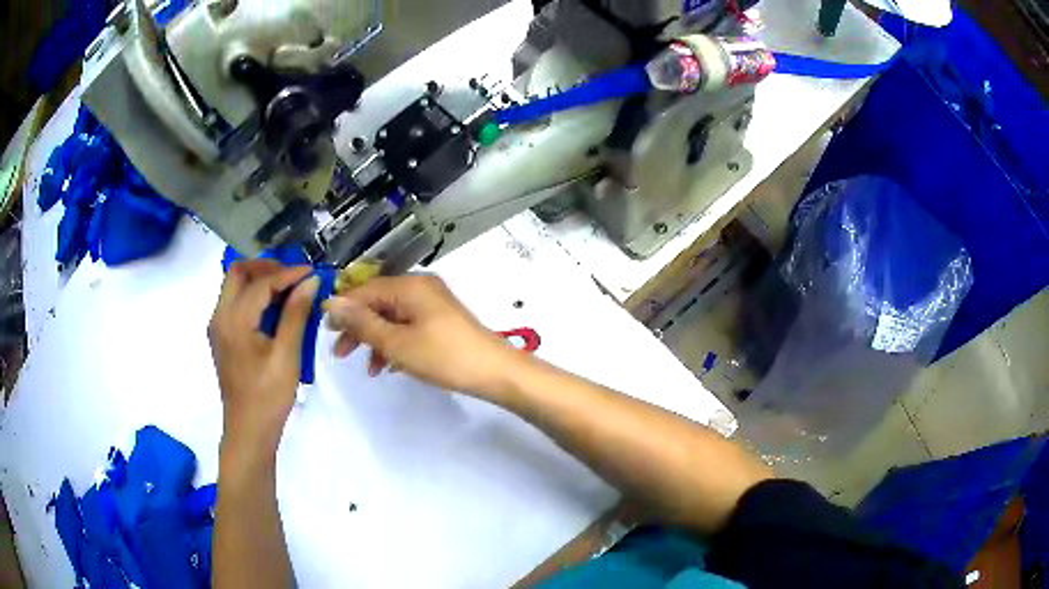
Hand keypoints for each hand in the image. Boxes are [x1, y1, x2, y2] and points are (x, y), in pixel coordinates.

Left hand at [209, 260, 319, 452]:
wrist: (249, 431)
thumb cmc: (268, 397)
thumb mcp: (287, 356)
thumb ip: (296, 314)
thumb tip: (310, 281)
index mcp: (234, 320)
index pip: (261, 283)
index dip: (288, 274)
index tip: (312, 272)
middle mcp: (220, 316)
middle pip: (238, 273)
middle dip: (266, 267)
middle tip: (293, 275)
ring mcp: (218, 326)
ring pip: (234, 285)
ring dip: (259, 279)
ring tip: (287, 289)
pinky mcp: (222, 337)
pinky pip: (234, 302)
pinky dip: (253, 295)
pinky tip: (274, 309)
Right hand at [324, 275, 524, 398]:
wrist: (495, 372)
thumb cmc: (443, 356)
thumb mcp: (396, 343)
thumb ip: (362, 323)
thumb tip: (331, 303)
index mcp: (409, 286)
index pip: (365, 290)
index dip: (343, 309)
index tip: (326, 333)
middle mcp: (420, 288)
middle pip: (377, 302)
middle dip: (357, 328)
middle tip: (341, 353)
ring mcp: (432, 304)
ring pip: (391, 317)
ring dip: (375, 340)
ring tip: (367, 367)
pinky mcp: (440, 320)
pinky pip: (407, 326)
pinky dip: (394, 343)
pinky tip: (388, 366)